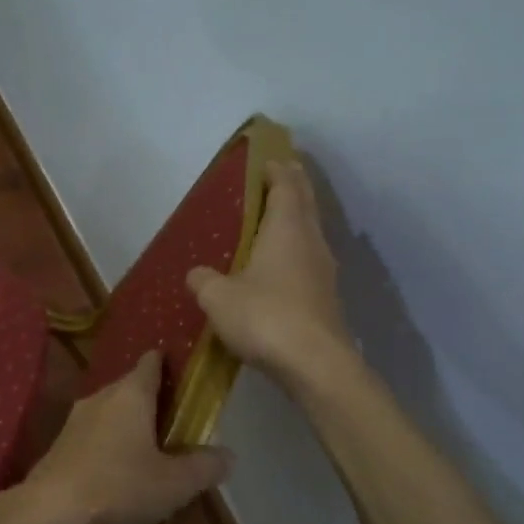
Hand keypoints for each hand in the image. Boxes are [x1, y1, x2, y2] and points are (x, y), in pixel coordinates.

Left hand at [23, 350, 233, 523]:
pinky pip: (93, 432)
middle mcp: (102, 396)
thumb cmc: (119, 486)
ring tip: (149, 446)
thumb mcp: (174, 483)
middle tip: (176, 420)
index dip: (169, 363)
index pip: (151, 362)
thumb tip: (228, 456)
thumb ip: (204, 467)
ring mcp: (75, 419)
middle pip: (131, 386)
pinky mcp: (60, 443)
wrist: (50, 510)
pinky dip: (108, 441)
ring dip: (128, 422)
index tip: (185, 373)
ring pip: (110, 410)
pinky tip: (117, 468)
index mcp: (131, 394)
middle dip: (153, 399)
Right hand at [187, 158, 356, 390]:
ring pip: (311, 232)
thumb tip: (196, 274)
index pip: (286, 186)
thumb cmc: (265, 317)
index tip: (269, 160)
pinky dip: (297, 251)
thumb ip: (204, 281)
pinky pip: (310, 261)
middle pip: (305, 204)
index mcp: (286, 229)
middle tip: (281, 174)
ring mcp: (324, 271)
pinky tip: (283, 266)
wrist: (315, 364)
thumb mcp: (218, 298)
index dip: (278, 170)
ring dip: (298, 219)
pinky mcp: (327, 298)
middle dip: (294, 186)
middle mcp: (311, 242)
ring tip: (278, 218)